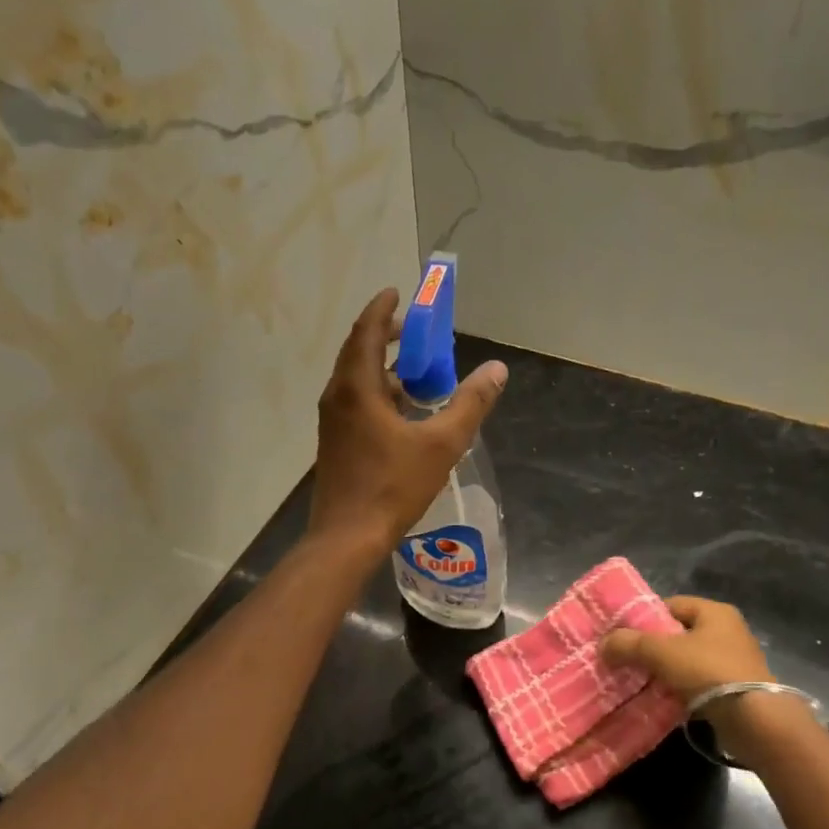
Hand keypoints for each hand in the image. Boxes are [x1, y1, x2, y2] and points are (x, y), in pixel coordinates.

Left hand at [307, 288, 507, 556]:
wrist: (347, 536)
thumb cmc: (392, 486)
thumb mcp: (442, 444)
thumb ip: (470, 404)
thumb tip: (496, 370)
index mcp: (357, 389)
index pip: (366, 332)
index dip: (382, 309)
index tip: (398, 292)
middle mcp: (337, 397)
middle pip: (358, 352)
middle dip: (385, 336)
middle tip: (415, 330)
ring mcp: (332, 422)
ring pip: (356, 380)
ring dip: (383, 367)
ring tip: (416, 369)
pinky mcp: (334, 442)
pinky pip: (355, 402)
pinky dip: (378, 392)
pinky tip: (403, 410)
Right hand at [602, 597, 785, 747]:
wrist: (755, 721)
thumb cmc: (708, 672)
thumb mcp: (661, 652)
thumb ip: (629, 644)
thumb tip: (604, 644)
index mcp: (714, 612)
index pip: (670, 605)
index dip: (644, 617)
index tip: (623, 634)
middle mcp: (728, 631)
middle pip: (678, 633)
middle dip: (652, 647)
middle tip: (626, 659)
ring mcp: (734, 662)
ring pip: (687, 660)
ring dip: (665, 671)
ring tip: (638, 681)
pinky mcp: (736, 690)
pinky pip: (698, 684)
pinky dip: (679, 689)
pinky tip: (661, 700)